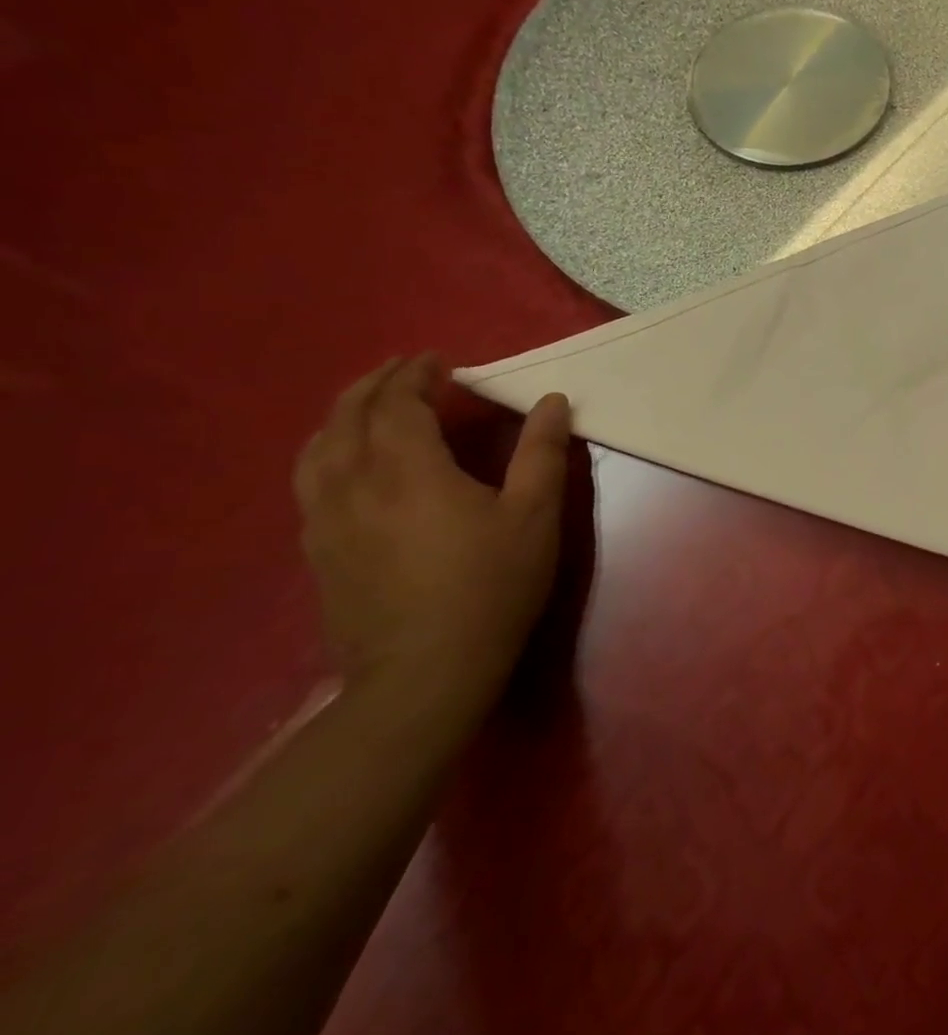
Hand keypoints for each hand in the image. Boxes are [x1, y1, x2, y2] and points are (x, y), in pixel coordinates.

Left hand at [293, 355, 572, 706]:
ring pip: (316, 448)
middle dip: (375, 384)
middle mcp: (354, 484)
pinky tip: (347, 463)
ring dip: (342, 414)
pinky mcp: (317, 550)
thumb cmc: (491, 587)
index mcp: (408, 470)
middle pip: (347, 416)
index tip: (439, 361)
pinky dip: (326, 451)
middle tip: (405, 370)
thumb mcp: (535, 516)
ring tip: (370, 405)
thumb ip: (542, 452)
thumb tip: (552, 400)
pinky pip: (309, 481)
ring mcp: (325, 519)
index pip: (397, 403)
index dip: (415, 375)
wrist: (424, 672)